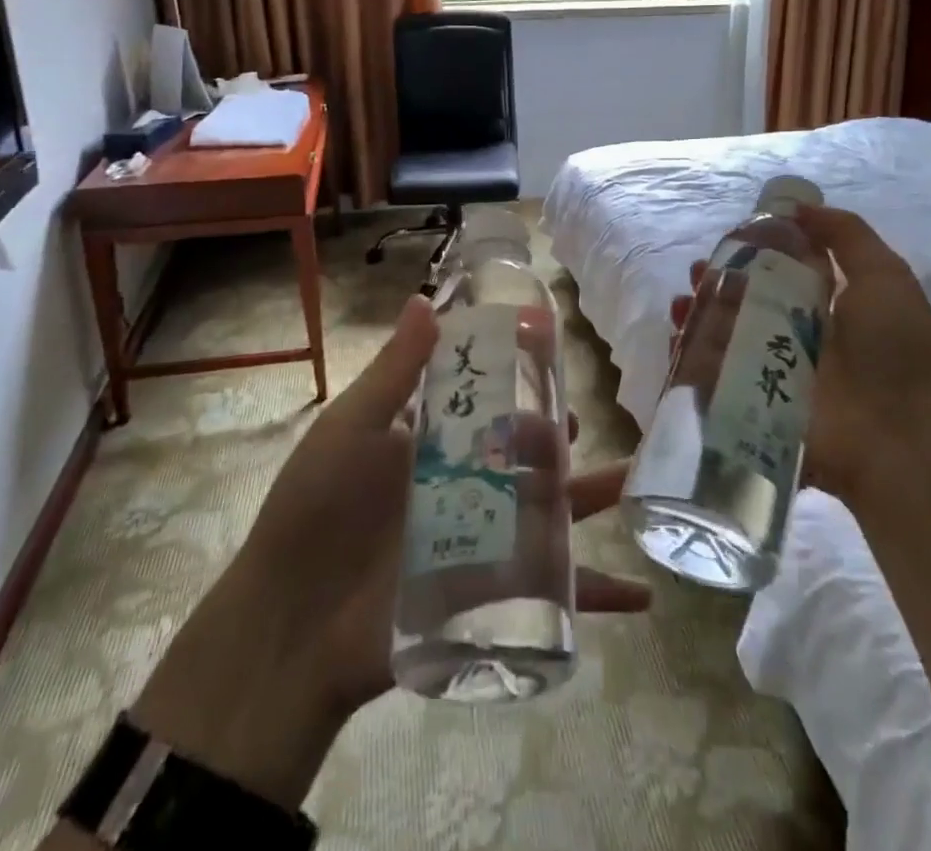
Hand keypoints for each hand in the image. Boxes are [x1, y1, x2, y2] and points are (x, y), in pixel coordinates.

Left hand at [133, 295, 650, 811]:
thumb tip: (425, 299)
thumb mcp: (350, 431)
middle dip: (555, 435)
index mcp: (433, 444)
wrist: (287, 631)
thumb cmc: (313, 515)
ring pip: (553, 512)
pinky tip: (643, 597)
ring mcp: (483, 542)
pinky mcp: (493, 596)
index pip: (489, 399)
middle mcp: (466, 486)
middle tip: (569, 422)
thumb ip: (393, 372)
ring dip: (594, 497)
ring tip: (633, 480)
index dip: (518, 373)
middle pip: (527, 452)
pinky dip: (599, 595)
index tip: (546, 342)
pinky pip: (554, 594)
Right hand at [666, 206, 930, 499]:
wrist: (902, 438)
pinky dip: (690, 356)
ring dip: (698, 316)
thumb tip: (800, 207)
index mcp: (827, 306)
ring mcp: (772, 373)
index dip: (752, 253)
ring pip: (724, 337)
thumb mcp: (884, 276)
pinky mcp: (753, 405)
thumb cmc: (894, 350)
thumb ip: (845, 235)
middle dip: (717, 283)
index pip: (780, 272)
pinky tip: (678, 336)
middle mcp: (796, 336)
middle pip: (745, 303)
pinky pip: (713, 378)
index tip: (728, 240)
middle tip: (697, 272)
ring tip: (681, 303)